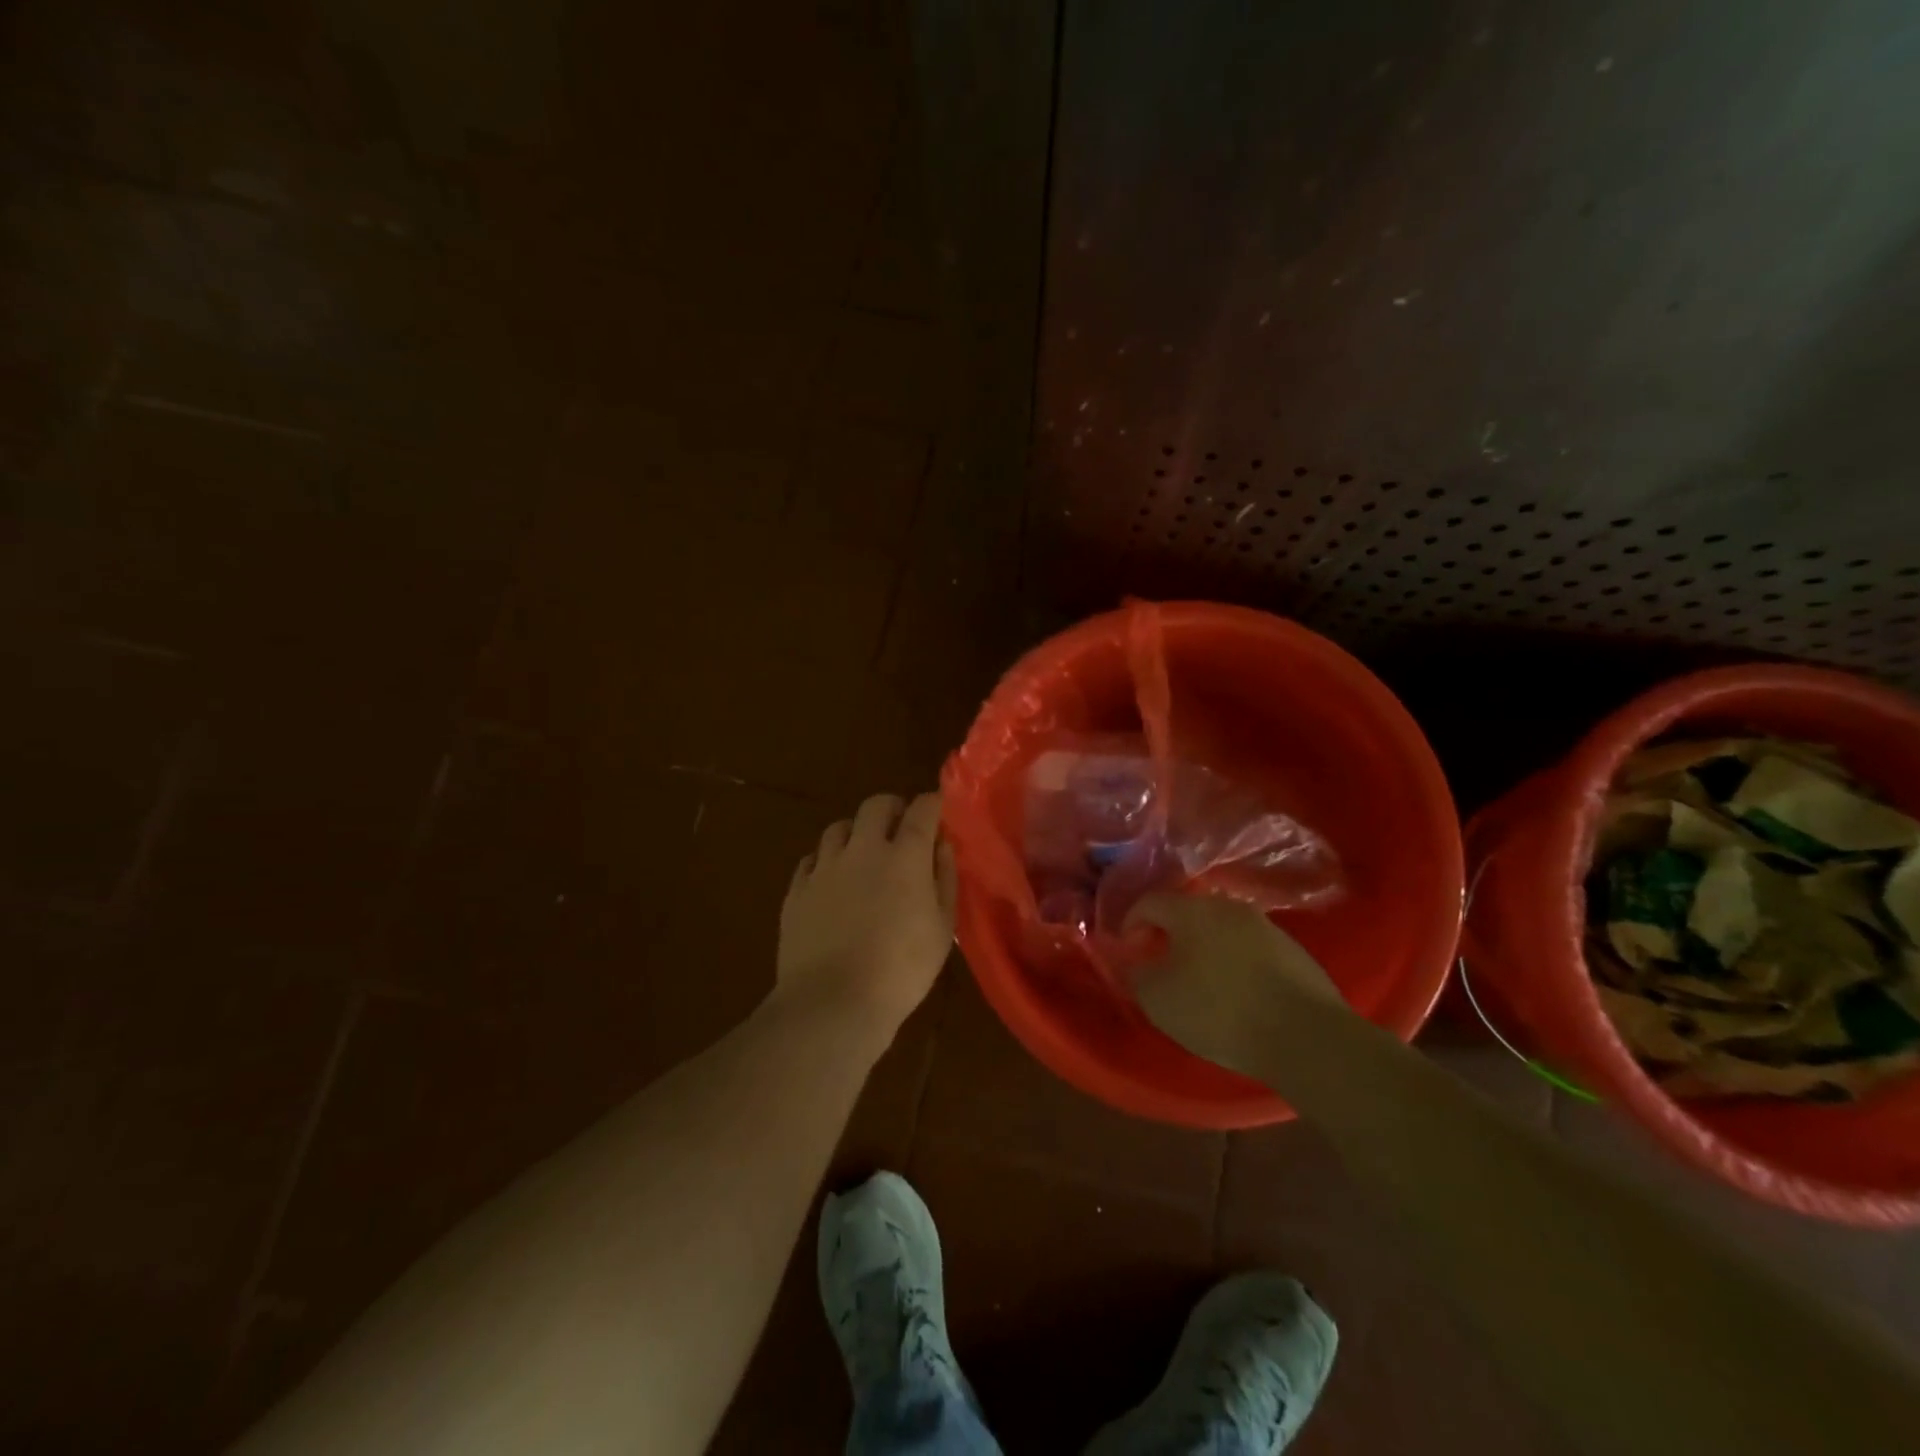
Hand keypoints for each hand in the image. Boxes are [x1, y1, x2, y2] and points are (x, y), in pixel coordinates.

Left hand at [776, 791, 956, 1046]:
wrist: (833, 1002)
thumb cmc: (901, 970)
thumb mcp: (942, 929)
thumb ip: (944, 879)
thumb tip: (942, 845)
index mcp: (905, 856)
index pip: (922, 809)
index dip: (932, 802)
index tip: (937, 807)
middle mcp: (863, 849)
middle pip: (876, 805)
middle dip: (892, 808)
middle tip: (901, 827)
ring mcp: (825, 867)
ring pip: (839, 828)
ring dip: (856, 832)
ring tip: (864, 852)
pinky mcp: (797, 890)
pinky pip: (811, 859)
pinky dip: (826, 860)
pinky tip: (832, 880)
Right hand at [1126, 893, 1345, 1076]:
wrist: (1305, 1036)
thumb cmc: (1219, 1011)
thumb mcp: (1159, 1000)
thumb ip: (1137, 974)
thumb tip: (1135, 961)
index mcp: (1192, 910)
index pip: (1149, 902)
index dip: (1131, 924)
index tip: (1130, 952)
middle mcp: (1228, 906)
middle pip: (1187, 912)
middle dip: (1170, 935)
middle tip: (1162, 966)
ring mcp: (1266, 926)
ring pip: (1221, 929)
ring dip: (1204, 948)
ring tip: (1201, 983)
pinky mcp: (1293, 950)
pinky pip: (1250, 948)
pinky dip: (1235, 963)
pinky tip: (1237, 994)